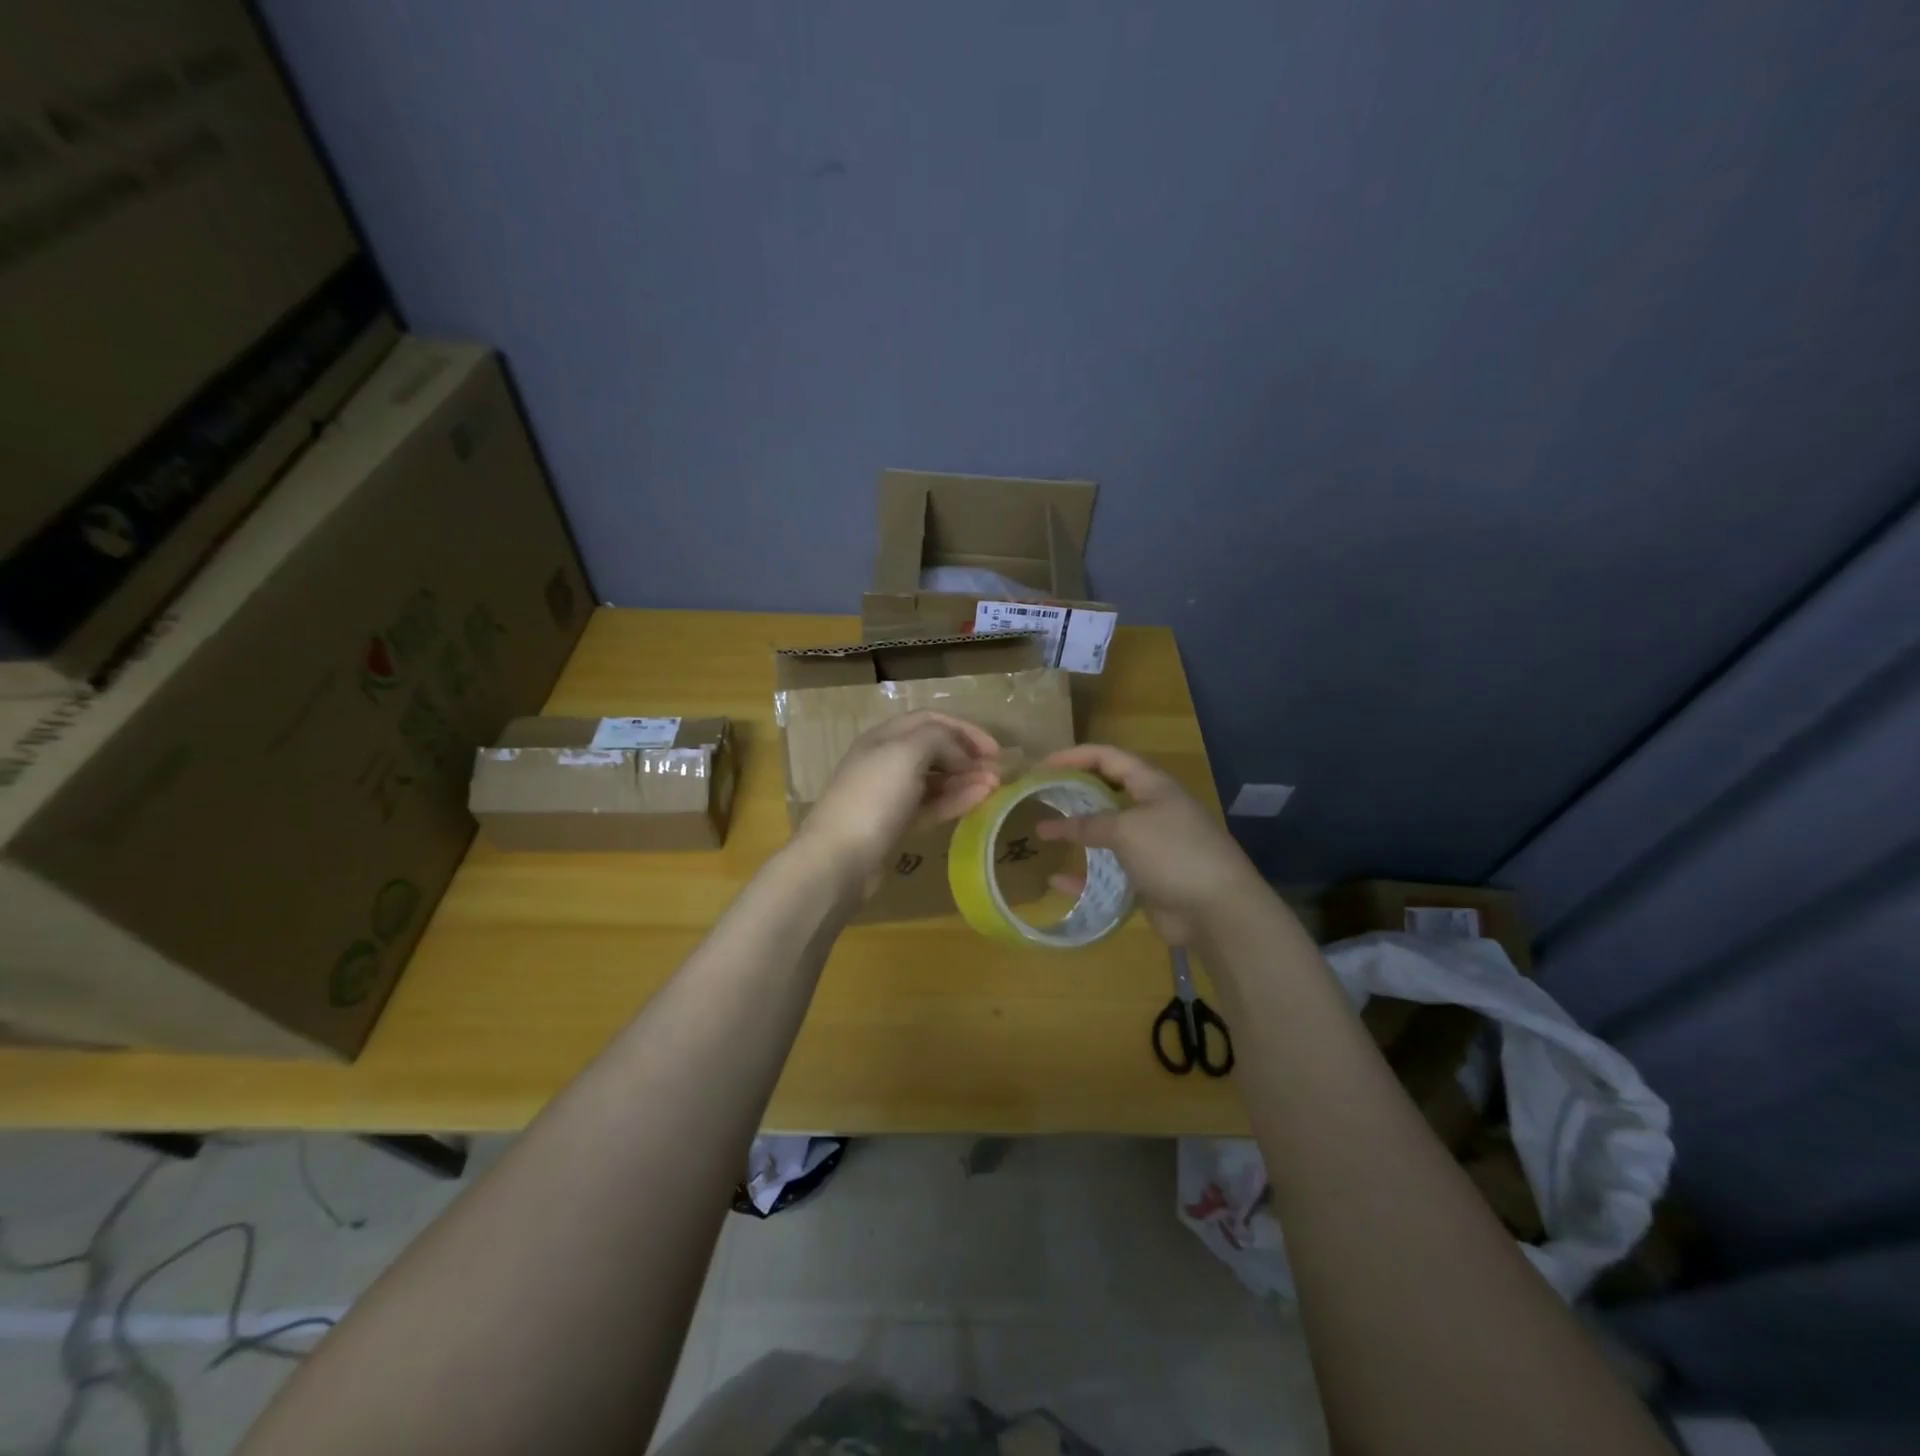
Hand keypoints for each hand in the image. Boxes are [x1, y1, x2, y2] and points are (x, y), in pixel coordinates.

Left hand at [794, 712, 1001, 897]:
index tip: (993, 748)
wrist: (839, 859)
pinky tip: (979, 800)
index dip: (964, 729)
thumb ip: (940, 740)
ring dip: (965, 779)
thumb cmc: (873, 797)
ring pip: (935, 779)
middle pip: (934, 749)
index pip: (930, 720)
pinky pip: (931, 805)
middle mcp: (886, 760)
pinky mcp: (896, 825)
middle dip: (967, 755)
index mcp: (884, 737)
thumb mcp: (907, 752)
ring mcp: (890, 795)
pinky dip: (955, 800)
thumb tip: (962, 755)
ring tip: (995, 786)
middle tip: (997, 770)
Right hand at [1035, 744, 1261, 943]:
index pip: (1108, 757)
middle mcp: (1151, 809)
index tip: (1041, 765)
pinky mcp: (1147, 878)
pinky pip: (1108, 871)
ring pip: (1105, 833)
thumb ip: (1087, 824)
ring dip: (1076, 834)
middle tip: (1039, 797)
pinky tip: (1057, 881)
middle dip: (1073, 792)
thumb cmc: (1174, 853)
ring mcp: (1150, 845)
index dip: (1074, 756)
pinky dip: (1084, 875)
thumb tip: (1048, 826)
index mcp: (1152, 785)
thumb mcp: (1127, 830)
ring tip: (1042, 834)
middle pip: (1106, 792)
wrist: (1218, 910)